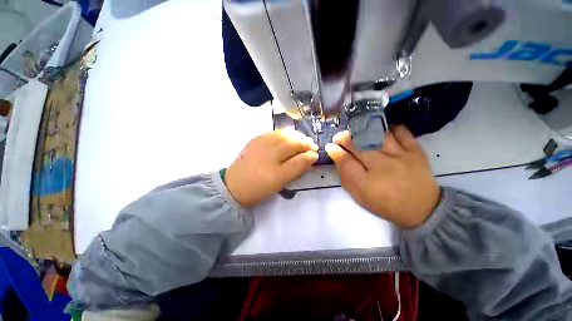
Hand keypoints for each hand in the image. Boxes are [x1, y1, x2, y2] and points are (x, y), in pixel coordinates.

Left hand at [226, 129, 318, 206]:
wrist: (234, 185)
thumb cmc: (259, 187)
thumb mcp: (280, 182)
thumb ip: (297, 169)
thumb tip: (311, 157)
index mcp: (275, 167)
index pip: (299, 157)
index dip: (310, 154)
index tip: (316, 154)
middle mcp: (268, 151)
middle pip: (292, 141)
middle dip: (305, 142)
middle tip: (311, 146)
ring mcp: (260, 143)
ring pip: (283, 134)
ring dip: (296, 136)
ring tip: (302, 140)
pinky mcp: (255, 139)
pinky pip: (274, 133)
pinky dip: (285, 133)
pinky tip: (288, 137)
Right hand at [325, 125, 439, 228]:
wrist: (422, 209)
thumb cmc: (385, 203)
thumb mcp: (360, 196)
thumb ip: (346, 177)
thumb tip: (337, 157)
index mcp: (367, 181)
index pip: (346, 161)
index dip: (336, 151)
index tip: (330, 145)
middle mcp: (382, 165)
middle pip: (359, 146)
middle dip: (345, 139)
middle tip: (339, 137)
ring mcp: (401, 156)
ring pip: (377, 135)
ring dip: (364, 132)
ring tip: (359, 132)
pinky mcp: (416, 151)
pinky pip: (402, 132)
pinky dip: (391, 129)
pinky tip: (384, 131)